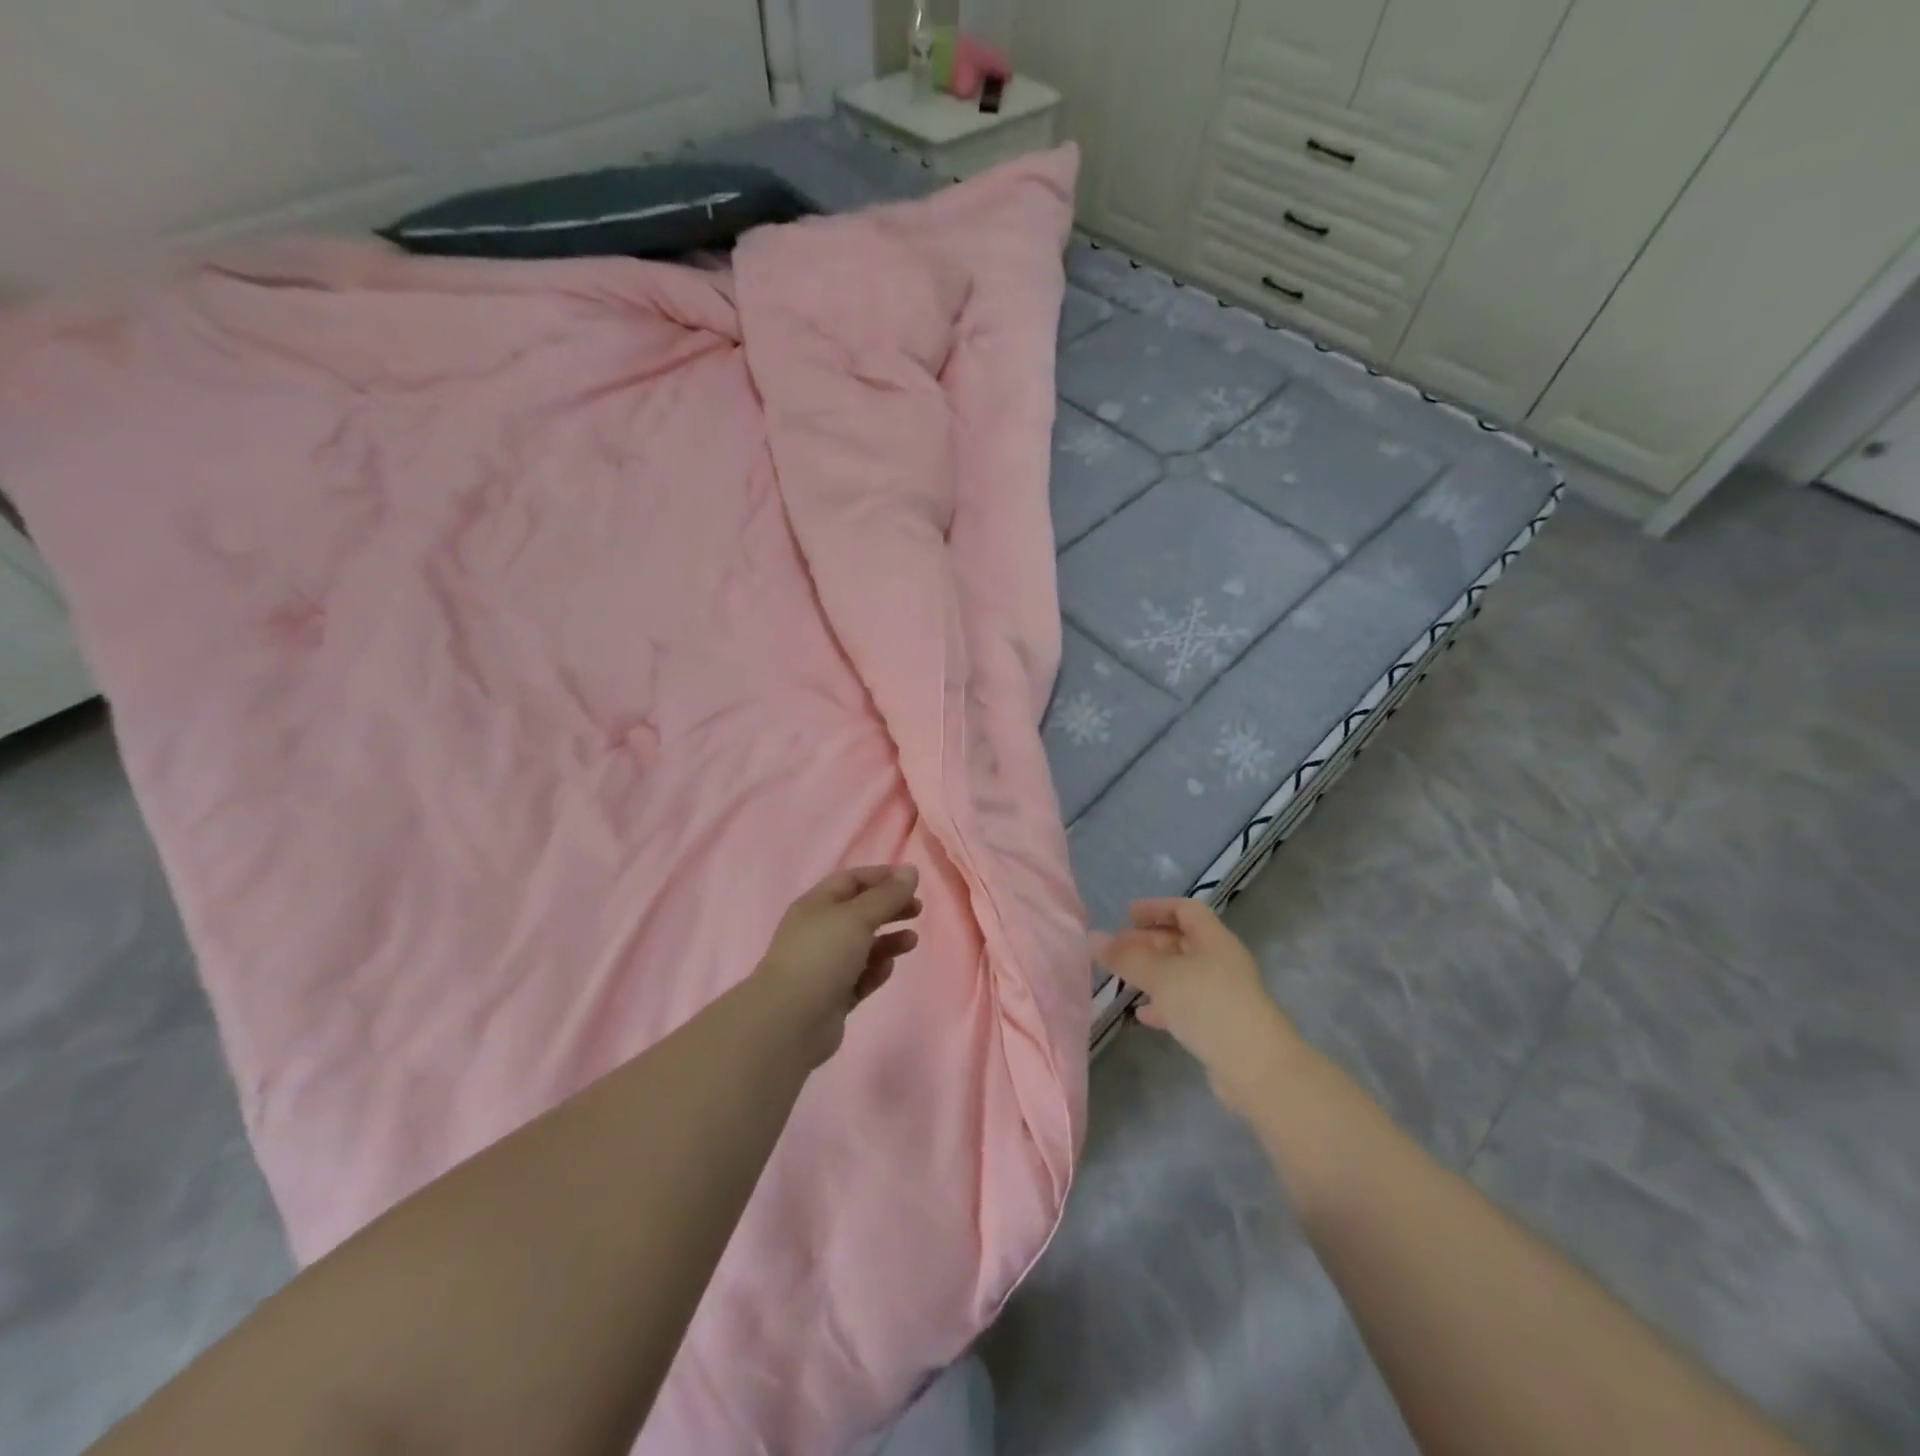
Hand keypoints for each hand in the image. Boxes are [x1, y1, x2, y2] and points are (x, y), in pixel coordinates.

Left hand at [754, 865, 921, 1066]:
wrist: (789, 1022)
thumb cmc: (822, 956)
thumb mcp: (858, 917)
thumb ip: (887, 895)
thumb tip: (911, 870)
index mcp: (816, 905)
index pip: (851, 880)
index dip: (882, 877)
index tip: (912, 881)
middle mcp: (818, 931)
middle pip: (859, 912)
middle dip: (889, 908)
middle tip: (918, 910)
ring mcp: (823, 965)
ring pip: (862, 946)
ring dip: (888, 941)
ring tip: (912, 941)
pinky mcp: (831, 996)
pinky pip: (859, 977)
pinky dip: (875, 971)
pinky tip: (887, 969)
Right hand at [1092, 897, 1302, 1114]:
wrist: (1257, 1069)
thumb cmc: (1209, 1007)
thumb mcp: (1162, 976)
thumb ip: (1127, 957)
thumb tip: (1093, 937)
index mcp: (1214, 940)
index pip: (1185, 909)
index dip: (1156, 908)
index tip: (1126, 915)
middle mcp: (1221, 962)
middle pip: (1182, 941)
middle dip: (1148, 942)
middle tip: (1116, 950)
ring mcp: (1223, 995)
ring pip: (1181, 974)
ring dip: (1152, 973)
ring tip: (1122, 980)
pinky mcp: (1220, 1025)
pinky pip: (1186, 1004)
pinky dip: (1163, 1004)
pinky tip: (1142, 1015)